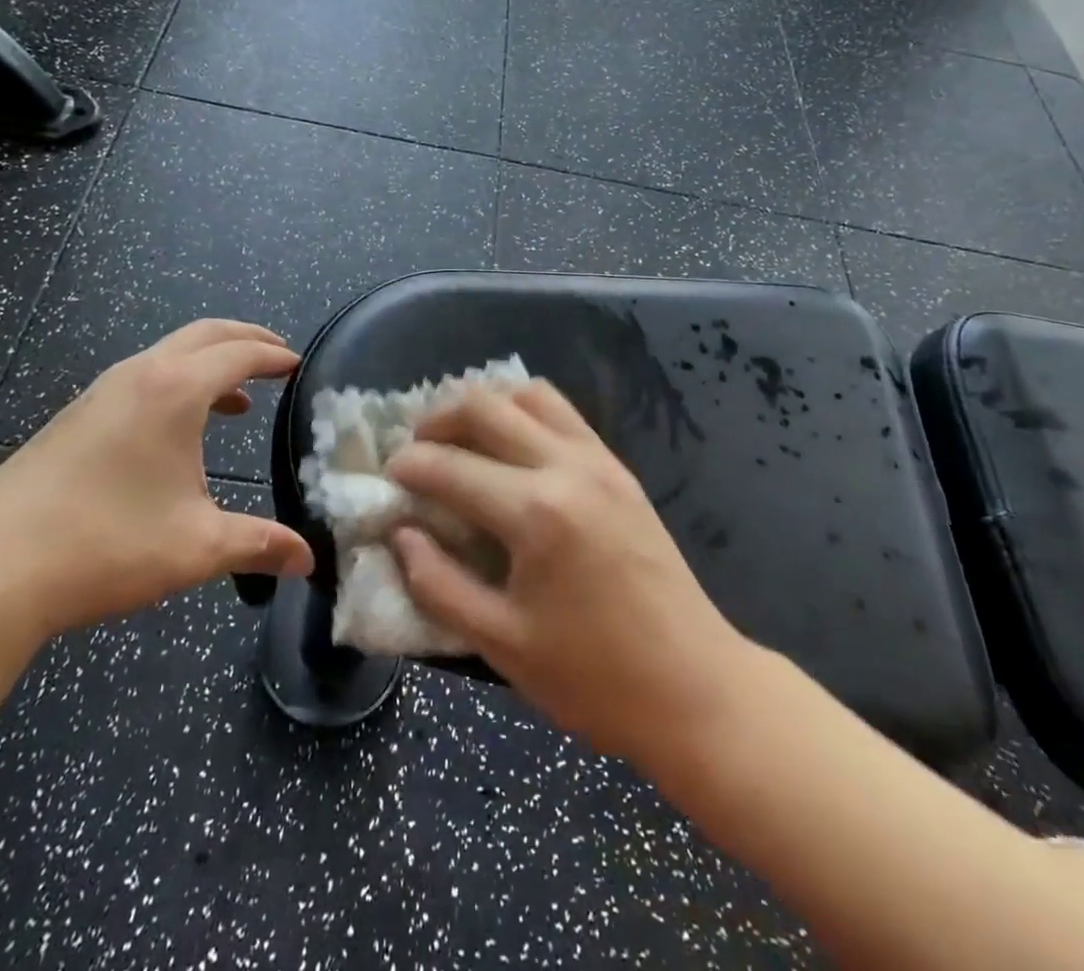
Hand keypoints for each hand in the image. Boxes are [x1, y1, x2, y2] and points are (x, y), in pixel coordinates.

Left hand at [0, 320, 314, 643]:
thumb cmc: (106, 547)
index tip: (298, 364)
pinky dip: (175, 384)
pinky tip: (174, 432)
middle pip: (203, 334)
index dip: (273, 355)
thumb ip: (259, 545)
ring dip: (207, 363)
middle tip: (276, 356)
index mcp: (174, 391)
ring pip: (166, 354)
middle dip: (245, 338)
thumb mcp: (197, 547)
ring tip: (234, 398)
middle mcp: (137, 376)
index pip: (238, 353)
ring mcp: (98, 394)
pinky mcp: (72, 419)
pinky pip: (140, 379)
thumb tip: (307, 560)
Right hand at [385, 382, 748, 764]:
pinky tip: (511, 447)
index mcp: (535, 513)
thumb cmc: (593, 679)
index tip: (388, 476)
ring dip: (486, 405)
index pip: (451, 467)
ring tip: (461, 439)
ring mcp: (599, 461)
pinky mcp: (620, 468)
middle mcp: (567, 467)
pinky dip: (525, 412)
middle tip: (417, 449)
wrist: (695, 688)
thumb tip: (401, 534)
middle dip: (438, 418)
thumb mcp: (500, 644)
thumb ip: (438, 584)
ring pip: (529, 395)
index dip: (410, 467)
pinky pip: (564, 414)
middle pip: (487, 406)